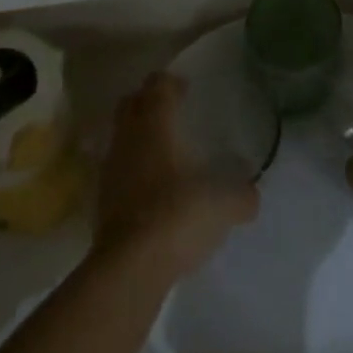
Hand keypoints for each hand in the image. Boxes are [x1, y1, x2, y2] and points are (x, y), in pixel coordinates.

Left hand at [93, 73, 258, 280]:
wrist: (129, 270)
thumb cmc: (177, 216)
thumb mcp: (222, 204)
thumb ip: (240, 196)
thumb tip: (252, 196)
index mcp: (155, 125)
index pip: (157, 86)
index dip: (170, 82)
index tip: (185, 87)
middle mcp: (128, 139)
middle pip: (130, 105)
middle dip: (147, 102)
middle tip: (170, 111)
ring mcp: (110, 171)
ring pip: (121, 138)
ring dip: (137, 138)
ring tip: (162, 152)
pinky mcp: (101, 204)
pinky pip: (117, 172)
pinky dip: (131, 172)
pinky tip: (150, 190)